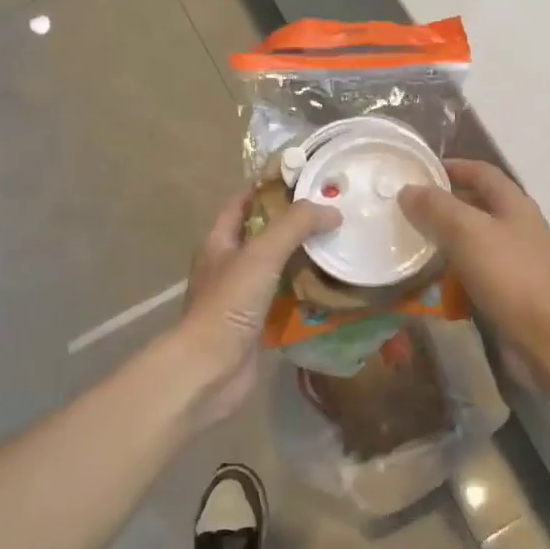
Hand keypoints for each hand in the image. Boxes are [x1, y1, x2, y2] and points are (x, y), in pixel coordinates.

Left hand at [175, 189, 339, 423]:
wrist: (210, 369)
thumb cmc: (229, 304)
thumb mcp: (261, 254)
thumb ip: (295, 226)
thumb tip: (331, 210)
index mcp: (219, 242)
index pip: (242, 202)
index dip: (268, 187)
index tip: (305, 179)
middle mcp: (228, 265)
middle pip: (263, 235)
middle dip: (294, 224)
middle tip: (332, 213)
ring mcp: (242, 296)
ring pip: (277, 268)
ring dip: (303, 259)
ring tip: (339, 246)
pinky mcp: (257, 324)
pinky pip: (285, 300)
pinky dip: (306, 293)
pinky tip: (333, 288)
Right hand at [398, 159, 549, 367]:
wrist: (549, 338)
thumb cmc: (510, 276)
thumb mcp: (468, 232)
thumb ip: (437, 208)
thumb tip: (408, 189)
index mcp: (514, 204)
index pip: (481, 172)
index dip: (452, 167)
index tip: (418, 172)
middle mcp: (517, 227)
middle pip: (477, 205)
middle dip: (444, 205)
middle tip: (406, 210)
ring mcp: (516, 261)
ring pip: (474, 241)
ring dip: (446, 240)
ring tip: (411, 243)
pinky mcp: (509, 292)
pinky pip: (475, 272)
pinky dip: (453, 272)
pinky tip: (432, 281)